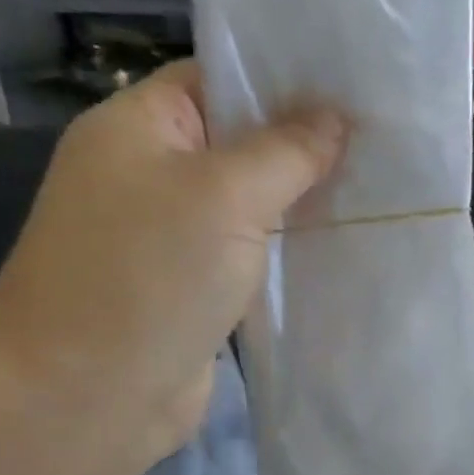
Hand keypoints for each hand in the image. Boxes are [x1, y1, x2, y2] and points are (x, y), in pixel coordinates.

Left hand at [0, 61, 345, 474]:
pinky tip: (346, 248)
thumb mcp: (224, 196)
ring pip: (253, 204)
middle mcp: (153, 174)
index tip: (358, 91)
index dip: (286, 81)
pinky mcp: (197, 289)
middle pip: (242, 143)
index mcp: (139, 127)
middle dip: (308, 146)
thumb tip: (336, 117)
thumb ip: (285, 152)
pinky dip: (292, 251)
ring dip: (305, 202)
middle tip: (385, 144)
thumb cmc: (147, 277)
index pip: (219, 81)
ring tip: (381, 192)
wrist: (89, 394)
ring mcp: (174, 237)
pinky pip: (253, 255)